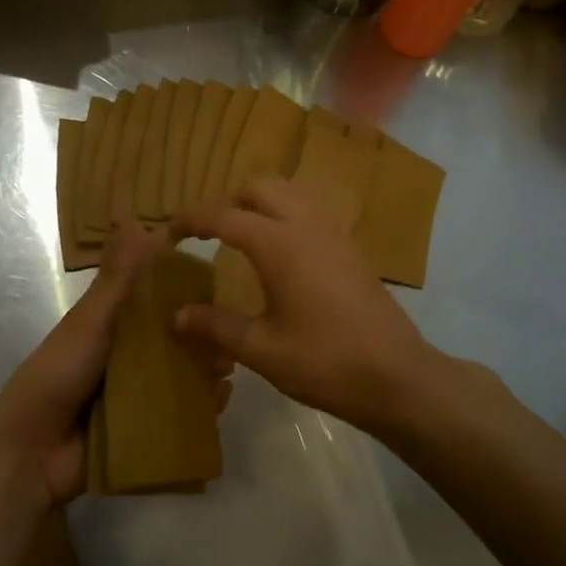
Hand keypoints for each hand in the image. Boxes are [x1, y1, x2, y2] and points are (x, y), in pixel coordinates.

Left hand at [0, 221, 233, 507]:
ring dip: (208, 370)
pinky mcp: (148, 429)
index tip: (221, 281)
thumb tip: (131, 216)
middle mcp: (131, 357)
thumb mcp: (92, 319)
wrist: (33, 451)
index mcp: (115, 326)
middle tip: (233, 332)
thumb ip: (118, 278)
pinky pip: (183, 414)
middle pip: (177, 340)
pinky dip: (203, 408)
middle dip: (205, 335)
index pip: (158, 301)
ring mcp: (140, 395)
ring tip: (231, 365)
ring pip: (184, 376)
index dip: (187, 291)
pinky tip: (222, 399)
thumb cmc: (60, 373)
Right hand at [173, 176, 444, 435]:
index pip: (223, 216)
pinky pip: (310, 215)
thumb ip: (217, 326)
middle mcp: (307, 226)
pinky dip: (285, 219)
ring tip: (240, 242)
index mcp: (280, 244)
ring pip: (290, 195)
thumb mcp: (263, 349)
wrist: (398, 377)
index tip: (166, 236)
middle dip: (228, 202)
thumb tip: (177, 315)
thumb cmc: (326, 362)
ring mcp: (335, 235)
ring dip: (259, 206)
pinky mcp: (351, 251)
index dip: (190, 221)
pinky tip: (280, 259)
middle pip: (260, 188)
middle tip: (207, 236)